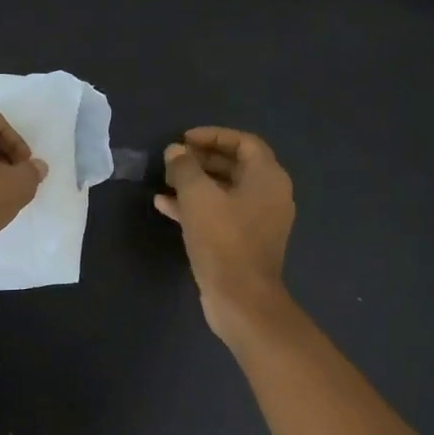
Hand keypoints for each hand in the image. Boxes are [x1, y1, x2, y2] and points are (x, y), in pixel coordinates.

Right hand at [156, 127, 294, 338]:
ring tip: (164, 181)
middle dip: (201, 160)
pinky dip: (196, 207)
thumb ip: (185, 168)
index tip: (183, 139)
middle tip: (172, 160)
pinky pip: (219, 214)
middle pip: (234, 166)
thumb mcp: (198, 197)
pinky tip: (165, 206)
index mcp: (268, 177)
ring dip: (194, 184)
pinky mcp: (243, 243)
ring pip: (224, 192)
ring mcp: (257, 221)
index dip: (213, 136)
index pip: (243, 142)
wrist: (241, 298)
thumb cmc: (223, 240)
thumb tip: (175, 151)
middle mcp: (269, 195)